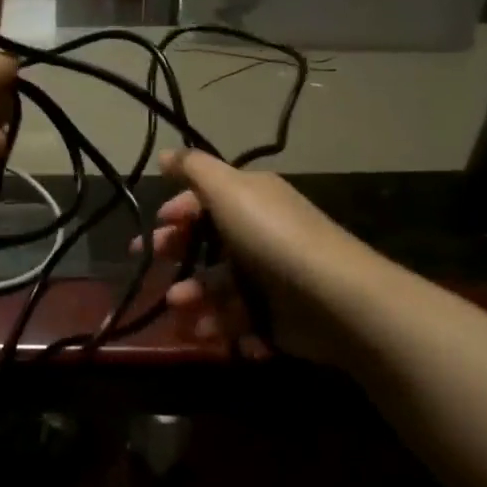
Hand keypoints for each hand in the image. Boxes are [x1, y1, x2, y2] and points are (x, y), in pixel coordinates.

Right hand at [141, 149, 357, 362]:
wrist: (335, 299)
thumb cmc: (272, 236)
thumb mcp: (228, 189)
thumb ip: (194, 169)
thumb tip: (165, 154)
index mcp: (251, 199)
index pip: (205, 200)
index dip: (177, 211)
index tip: (153, 228)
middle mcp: (259, 233)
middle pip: (207, 243)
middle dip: (177, 254)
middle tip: (151, 266)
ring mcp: (268, 276)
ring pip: (218, 284)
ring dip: (193, 295)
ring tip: (179, 307)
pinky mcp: (275, 315)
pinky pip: (238, 317)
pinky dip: (219, 324)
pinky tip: (205, 331)